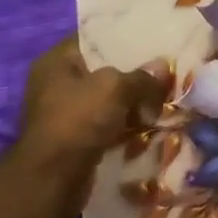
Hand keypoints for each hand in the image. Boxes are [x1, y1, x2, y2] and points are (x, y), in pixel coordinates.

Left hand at [12, 40, 167, 217]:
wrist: (52, 181)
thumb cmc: (78, 120)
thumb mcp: (117, 88)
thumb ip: (143, 76)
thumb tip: (163, 69)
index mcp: (56, 61)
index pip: (94, 38)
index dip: (124, 37)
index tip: (154, 39)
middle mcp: (56, 84)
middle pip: (104, 70)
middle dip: (134, 73)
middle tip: (165, 70)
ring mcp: (64, 113)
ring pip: (108, 99)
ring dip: (133, 102)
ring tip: (163, 97)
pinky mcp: (74, 139)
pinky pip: (107, 124)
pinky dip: (126, 125)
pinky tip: (150, 122)